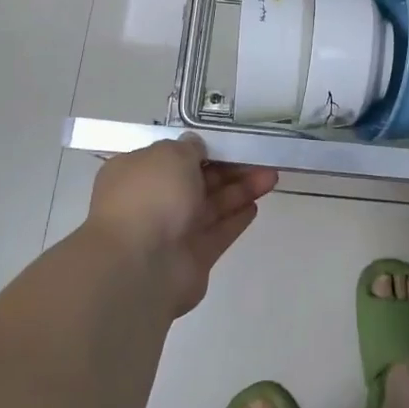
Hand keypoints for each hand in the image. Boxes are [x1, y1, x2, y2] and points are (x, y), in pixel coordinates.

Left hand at [88, 136, 277, 315]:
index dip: (203, 149)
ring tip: (271, 177)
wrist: (140, 265)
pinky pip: (218, 232)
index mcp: (137, 173)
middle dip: (230, 169)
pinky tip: (256, 205)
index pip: (173, 156)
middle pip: (197, 180)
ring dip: (240, 190)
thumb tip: (195, 146)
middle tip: (261, 158)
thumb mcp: (170, 154)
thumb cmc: (151, 197)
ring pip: (212, 205)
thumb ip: (189, 148)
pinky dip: (236, 218)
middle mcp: (152, 201)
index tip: (231, 142)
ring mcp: (173, 231)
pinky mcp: (193, 257)